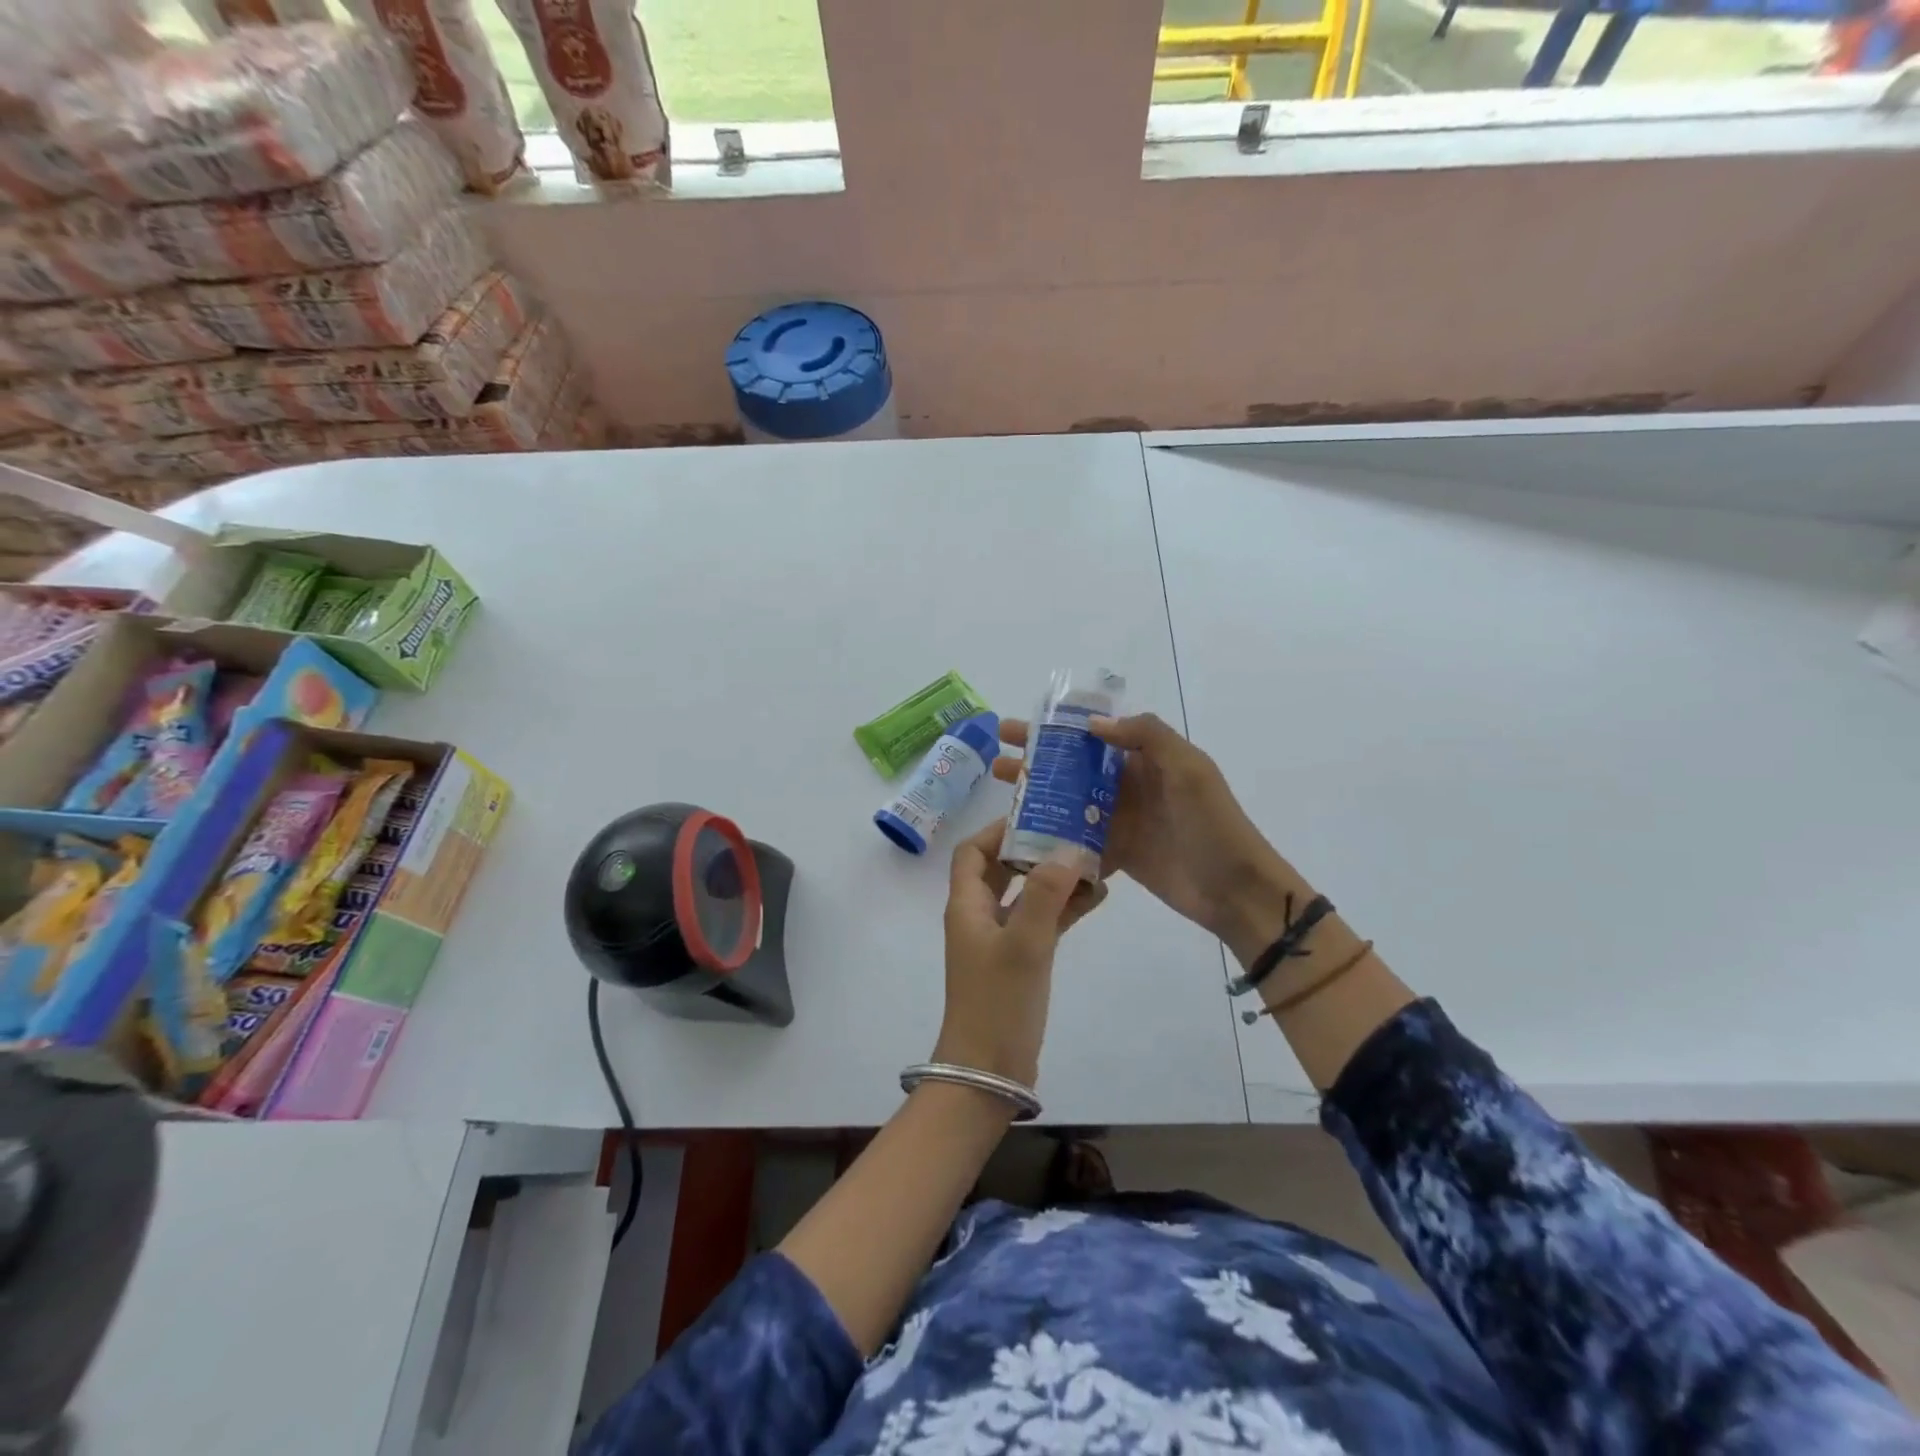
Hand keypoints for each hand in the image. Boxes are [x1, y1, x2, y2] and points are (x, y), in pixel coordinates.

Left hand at [936, 820, 1105, 1088]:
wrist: (988, 1072)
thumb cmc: (997, 1003)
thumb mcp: (1024, 944)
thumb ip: (1044, 894)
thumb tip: (1068, 849)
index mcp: (967, 905)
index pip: (972, 851)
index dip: (998, 830)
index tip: (1037, 816)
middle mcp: (980, 916)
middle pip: (1001, 867)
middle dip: (1033, 847)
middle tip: (1072, 831)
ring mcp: (1000, 939)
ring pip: (1026, 894)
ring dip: (1054, 877)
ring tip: (1093, 859)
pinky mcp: (1020, 960)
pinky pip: (1042, 922)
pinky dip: (1064, 908)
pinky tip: (1098, 896)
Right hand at [992, 713, 1295, 962]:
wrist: (1234, 889)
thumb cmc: (1212, 823)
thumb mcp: (1188, 768)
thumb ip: (1146, 736)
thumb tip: (1092, 725)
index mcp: (1147, 758)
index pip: (1095, 733)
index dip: (1058, 727)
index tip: (1023, 725)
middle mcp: (1129, 784)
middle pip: (1075, 765)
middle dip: (1037, 757)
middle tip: (999, 754)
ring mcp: (1121, 820)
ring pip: (1071, 801)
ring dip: (1038, 793)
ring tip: (1002, 789)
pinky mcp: (1116, 853)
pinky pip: (1078, 838)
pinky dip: (1054, 834)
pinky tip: (1020, 833)